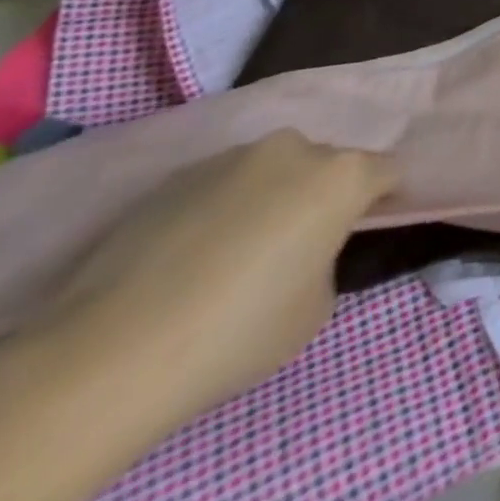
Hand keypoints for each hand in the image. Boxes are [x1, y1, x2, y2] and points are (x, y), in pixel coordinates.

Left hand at [26, 130, 397, 431]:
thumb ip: (327, 261)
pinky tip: (190, 257)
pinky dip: (220, 209)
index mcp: (343, 174)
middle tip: (299, 245)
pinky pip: (220, 185)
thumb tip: (305, 252)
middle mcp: (296, 148)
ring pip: (271, 170)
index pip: (388, 172)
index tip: (365, 229)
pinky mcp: (176, 175)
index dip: (382, 200)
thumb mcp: (316, 307)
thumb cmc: (239, 331)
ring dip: (270, 197)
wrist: (111, 352)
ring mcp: (232, 156)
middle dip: (321, 195)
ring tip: (236, 252)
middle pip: (327, 164)